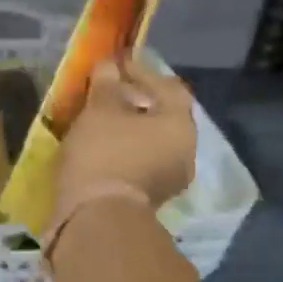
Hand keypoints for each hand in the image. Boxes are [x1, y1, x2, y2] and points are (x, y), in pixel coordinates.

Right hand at [56, 55, 195, 211]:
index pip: (168, 86)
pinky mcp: (150, 198)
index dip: (143, 71)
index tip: (118, 64)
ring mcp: (170, 179)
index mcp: (180, 125)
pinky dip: (125, 150)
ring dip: (130, 128)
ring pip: (152, 142)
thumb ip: (107, 84)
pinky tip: (102, 145)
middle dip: (138, 101)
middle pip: (163, 116)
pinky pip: (141, 162)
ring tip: (103, 119)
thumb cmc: (104, 153)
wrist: (97, 217)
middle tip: (111, 91)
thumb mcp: (100, 110)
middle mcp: (185, 151)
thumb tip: (110, 66)